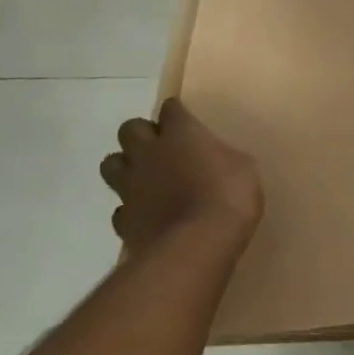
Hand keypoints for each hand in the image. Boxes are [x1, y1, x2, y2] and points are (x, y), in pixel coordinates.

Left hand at [101, 101, 262, 255]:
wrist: (197, 245)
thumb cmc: (229, 196)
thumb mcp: (243, 167)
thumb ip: (221, 158)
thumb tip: (215, 162)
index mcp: (181, 133)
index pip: (170, 108)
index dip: (176, 113)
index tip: (184, 121)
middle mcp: (149, 153)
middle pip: (129, 129)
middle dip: (141, 134)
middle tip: (160, 147)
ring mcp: (131, 187)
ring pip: (110, 164)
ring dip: (125, 166)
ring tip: (144, 177)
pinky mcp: (124, 221)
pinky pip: (120, 209)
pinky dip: (130, 209)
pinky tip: (147, 215)